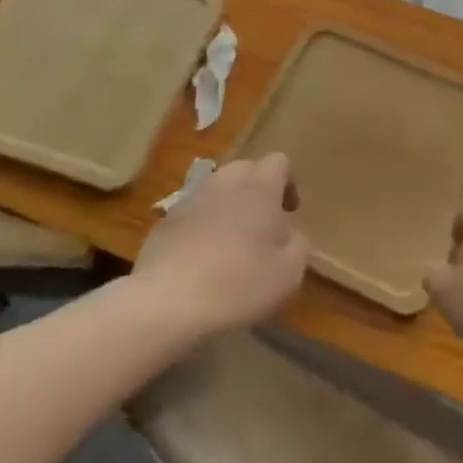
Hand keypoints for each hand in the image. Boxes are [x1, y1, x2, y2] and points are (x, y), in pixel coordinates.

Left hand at [133, 153, 308, 334]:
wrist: (167, 301)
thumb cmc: (238, 282)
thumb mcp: (289, 272)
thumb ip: (298, 245)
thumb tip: (290, 235)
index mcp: (260, 186)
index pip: (279, 162)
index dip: (288, 184)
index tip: (289, 213)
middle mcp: (225, 181)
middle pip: (246, 170)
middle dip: (257, 192)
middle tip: (262, 228)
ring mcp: (191, 198)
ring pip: (217, 191)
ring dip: (227, 208)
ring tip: (230, 246)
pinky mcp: (164, 221)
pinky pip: (192, 214)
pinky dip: (201, 228)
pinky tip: (200, 262)